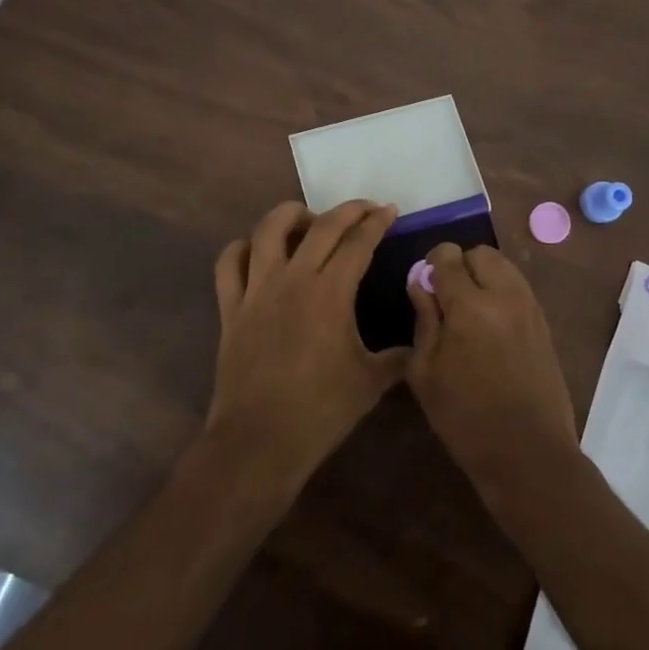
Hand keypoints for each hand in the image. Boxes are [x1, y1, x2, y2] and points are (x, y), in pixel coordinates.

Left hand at [204, 200, 406, 500]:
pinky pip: (229, 263)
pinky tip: (256, 251)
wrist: (260, 440)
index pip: (358, 242)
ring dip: (291, 215)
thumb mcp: (370, 382)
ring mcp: (257, 290)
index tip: (389, 210)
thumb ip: (398, 356)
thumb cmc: (320, 411)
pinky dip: (241, 248)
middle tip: (365, 209)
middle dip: (347, 210)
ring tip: (307, 219)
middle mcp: (293, 279)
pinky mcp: (231, 307)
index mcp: (331, 293)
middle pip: (321, 226)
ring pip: (268, 230)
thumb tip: (419, 343)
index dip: (377, 222)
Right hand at [407, 243, 579, 493]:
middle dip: (461, 266)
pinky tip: (491, 327)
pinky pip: (519, 289)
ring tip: (470, 312)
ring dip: (484, 277)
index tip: (425, 286)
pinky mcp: (544, 324)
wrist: (528, 455)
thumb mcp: (425, 372)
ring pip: (504, 267)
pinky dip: (502, 293)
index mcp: (469, 306)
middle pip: (481, 253)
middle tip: (448, 298)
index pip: (448, 257)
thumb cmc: (465, 419)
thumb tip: (421, 284)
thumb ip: (424, 319)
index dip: (432, 265)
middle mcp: (504, 296)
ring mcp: (530, 308)